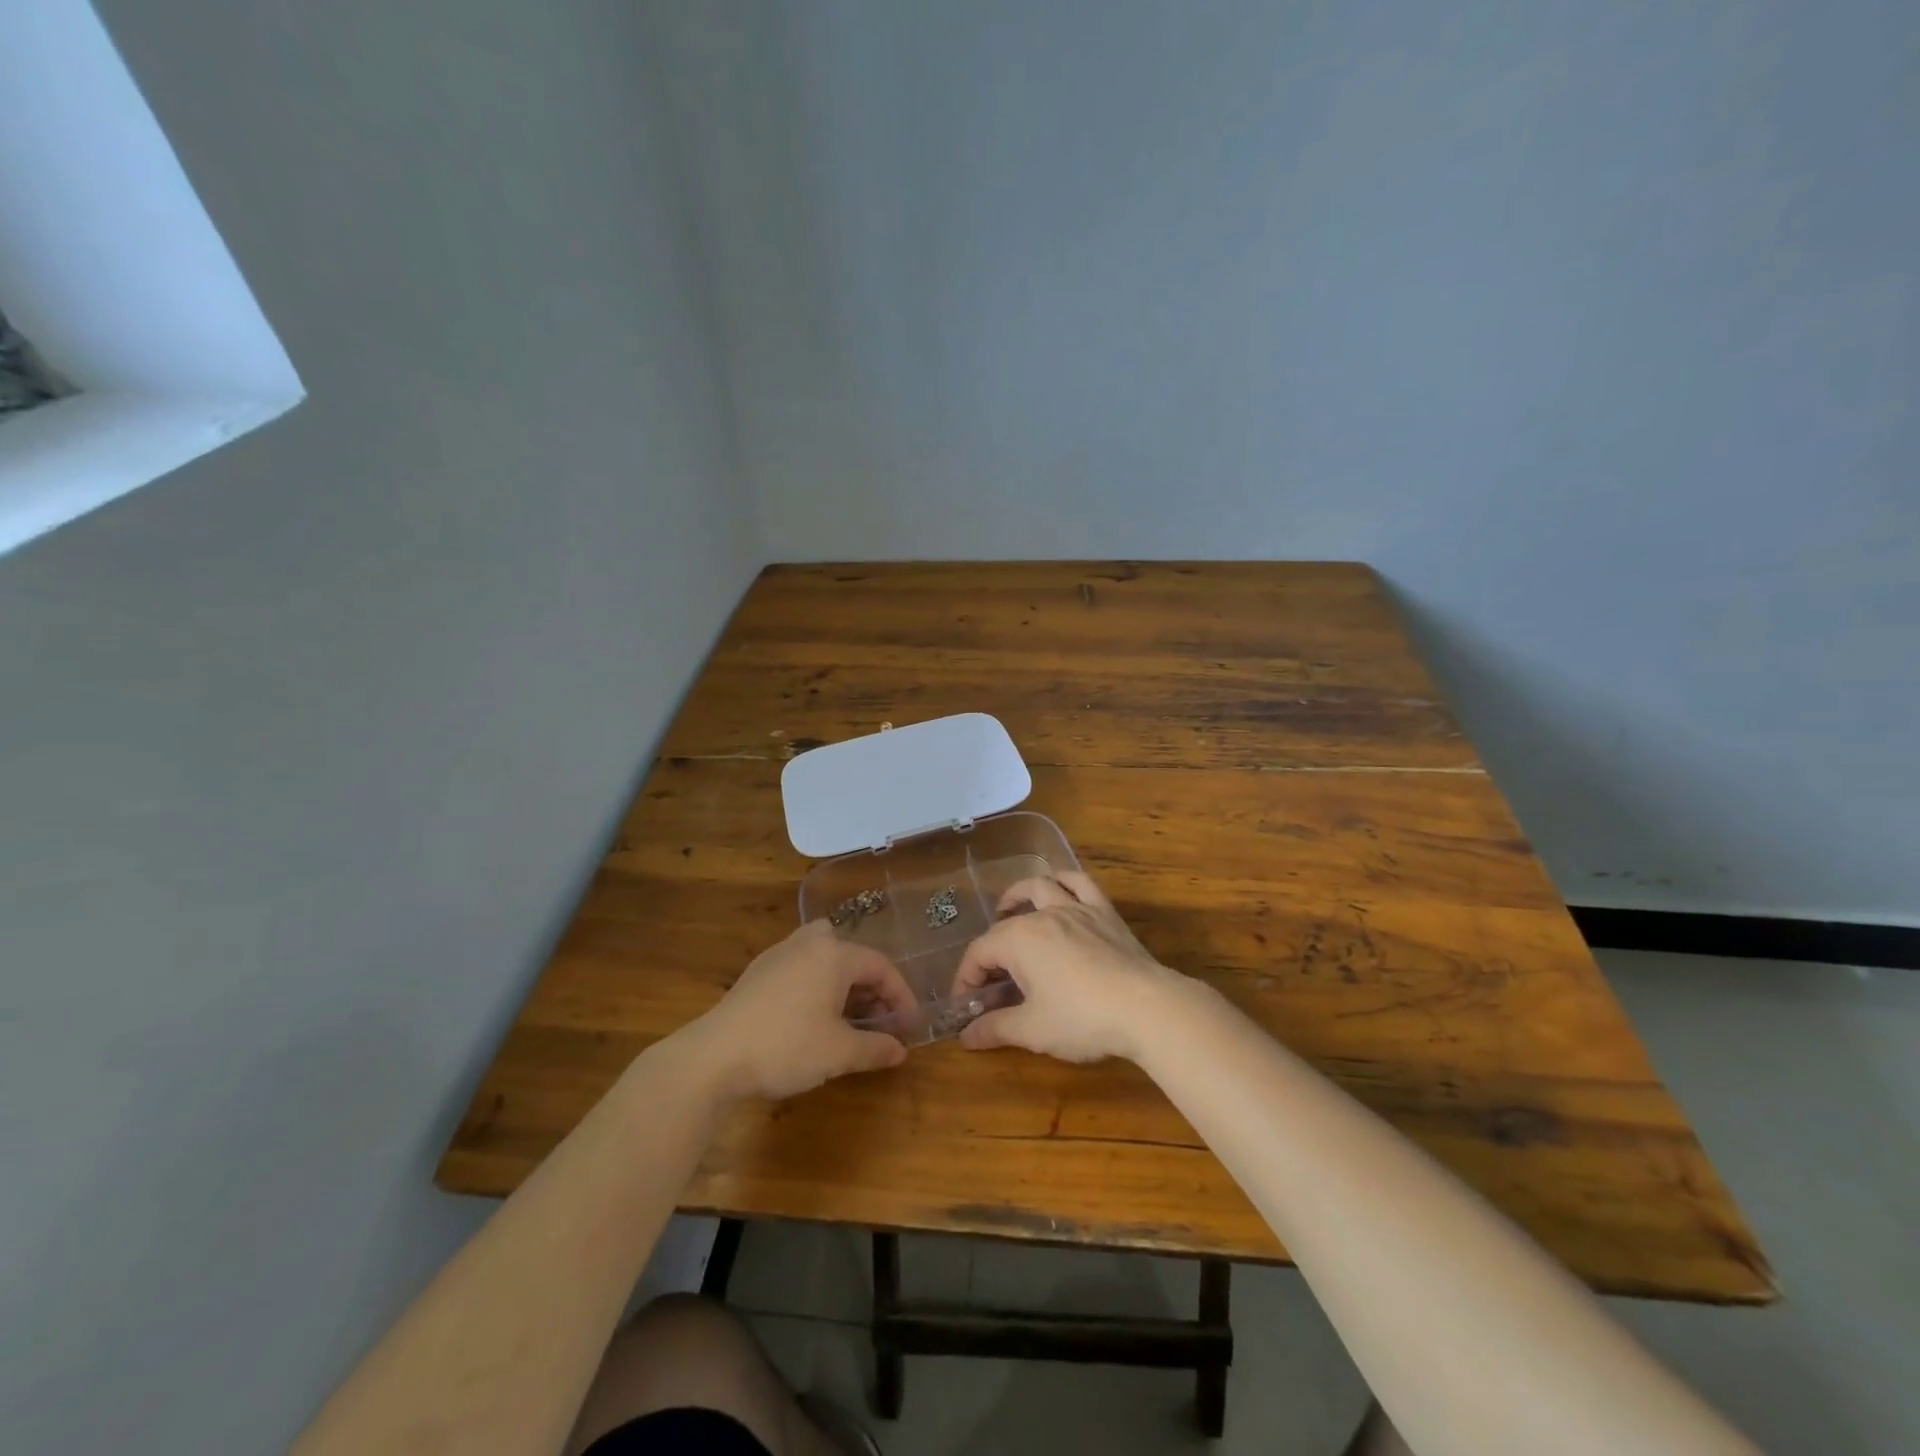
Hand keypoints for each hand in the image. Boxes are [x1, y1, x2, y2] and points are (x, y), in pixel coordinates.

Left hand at [684, 922, 916, 1100]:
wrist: (714, 1056)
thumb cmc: (786, 1047)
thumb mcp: (838, 1053)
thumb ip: (875, 1048)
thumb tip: (901, 1051)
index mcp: (834, 954)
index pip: (881, 966)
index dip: (901, 996)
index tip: (910, 1026)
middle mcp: (809, 944)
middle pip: (853, 954)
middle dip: (872, 987)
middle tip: (881, 1020)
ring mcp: (780, 954)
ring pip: (825, 956)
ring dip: (844, 982)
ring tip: (850, 1017)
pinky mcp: (758, 971)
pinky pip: (802, 966)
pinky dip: (818, 984)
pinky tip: (814, 1016)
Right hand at [950, 871, 1184, 1062]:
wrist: (1145, 1007)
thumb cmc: (1081, 1018)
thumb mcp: (1032, 1030)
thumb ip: (995, 1028)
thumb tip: (965, 1037)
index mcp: (1018, 940)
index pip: (979, 953)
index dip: (966, 978)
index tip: (964, 1005)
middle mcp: (1043, 915)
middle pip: (1005, 926)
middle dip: (990, 953)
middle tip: (990, 983)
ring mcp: (1076, 909)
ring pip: (1040, 888)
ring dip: (1019, 896)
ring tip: (1009, 910)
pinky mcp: (1104, 913)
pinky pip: (1080, 883)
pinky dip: (1064, 881)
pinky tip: (1059, 889)